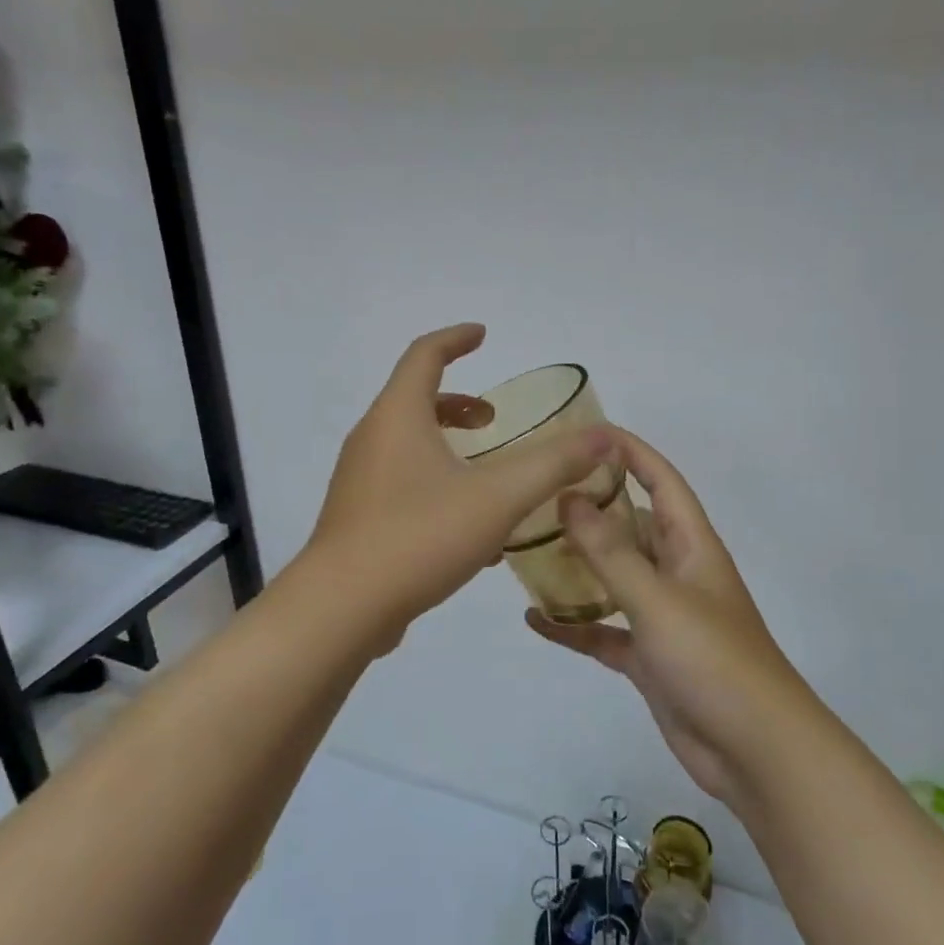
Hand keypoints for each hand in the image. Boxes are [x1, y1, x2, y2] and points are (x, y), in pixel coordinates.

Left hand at [305, 324, 611, 638]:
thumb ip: (553, 464)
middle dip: (459, 403)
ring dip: (448, 445)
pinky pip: (402, 483)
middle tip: (494, 420)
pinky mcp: (358, 518)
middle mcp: (371, 439)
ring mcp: (359, 480)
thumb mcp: (498, 497)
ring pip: (408, 445)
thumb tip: (602, 436)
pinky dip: (436, 482)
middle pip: (415, 400)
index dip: (455, 339)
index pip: (424, 355)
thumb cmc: (419, 536)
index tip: (483, 335)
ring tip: (489, 473)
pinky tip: (470, 528)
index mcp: (397, 416)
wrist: (341, 609)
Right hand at [525, 429, 810, 805]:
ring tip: (526, 548)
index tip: (586, 432)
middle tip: (536, 494)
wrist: (755, 751)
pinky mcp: (647, 656)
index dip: (630, 452)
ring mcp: (661, 616)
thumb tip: (570, 497)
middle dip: (590, 507)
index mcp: (691, 546)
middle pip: (630, 525)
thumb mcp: (657, 599)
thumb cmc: (713, 660)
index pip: (661, 481)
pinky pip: (603, 630)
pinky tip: (534, 619)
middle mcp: (676, 572)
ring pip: (613, 576)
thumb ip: (611, 551)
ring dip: (577, 564)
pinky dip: (573, 625)